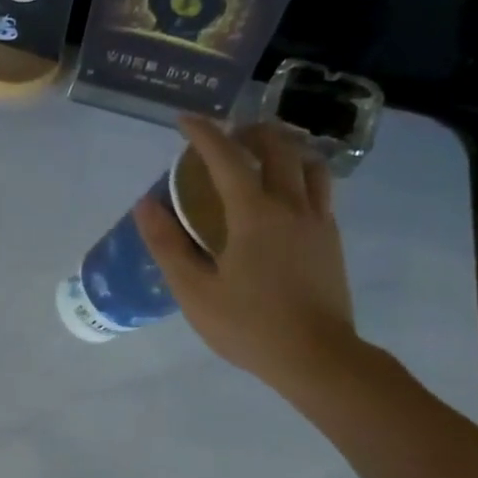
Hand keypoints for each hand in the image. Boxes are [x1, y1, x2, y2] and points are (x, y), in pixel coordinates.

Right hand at [134, 117, 358, 392]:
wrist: (318, 357)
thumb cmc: (249, 325)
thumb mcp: (194, 290)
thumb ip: (168, 244)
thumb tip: (146, 205)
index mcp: (254, 213)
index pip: (226, 157)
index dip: (203, 133)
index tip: (185, 120)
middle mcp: (291, 205)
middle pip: (278, 146)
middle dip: (249, 131)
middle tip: (225, 136)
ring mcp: (318, 221)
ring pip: (309, 163)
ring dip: (284, 148)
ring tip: (261, 157)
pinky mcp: (331, 240)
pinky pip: (320, 190)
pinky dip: (300, 175)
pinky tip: (284, 196)